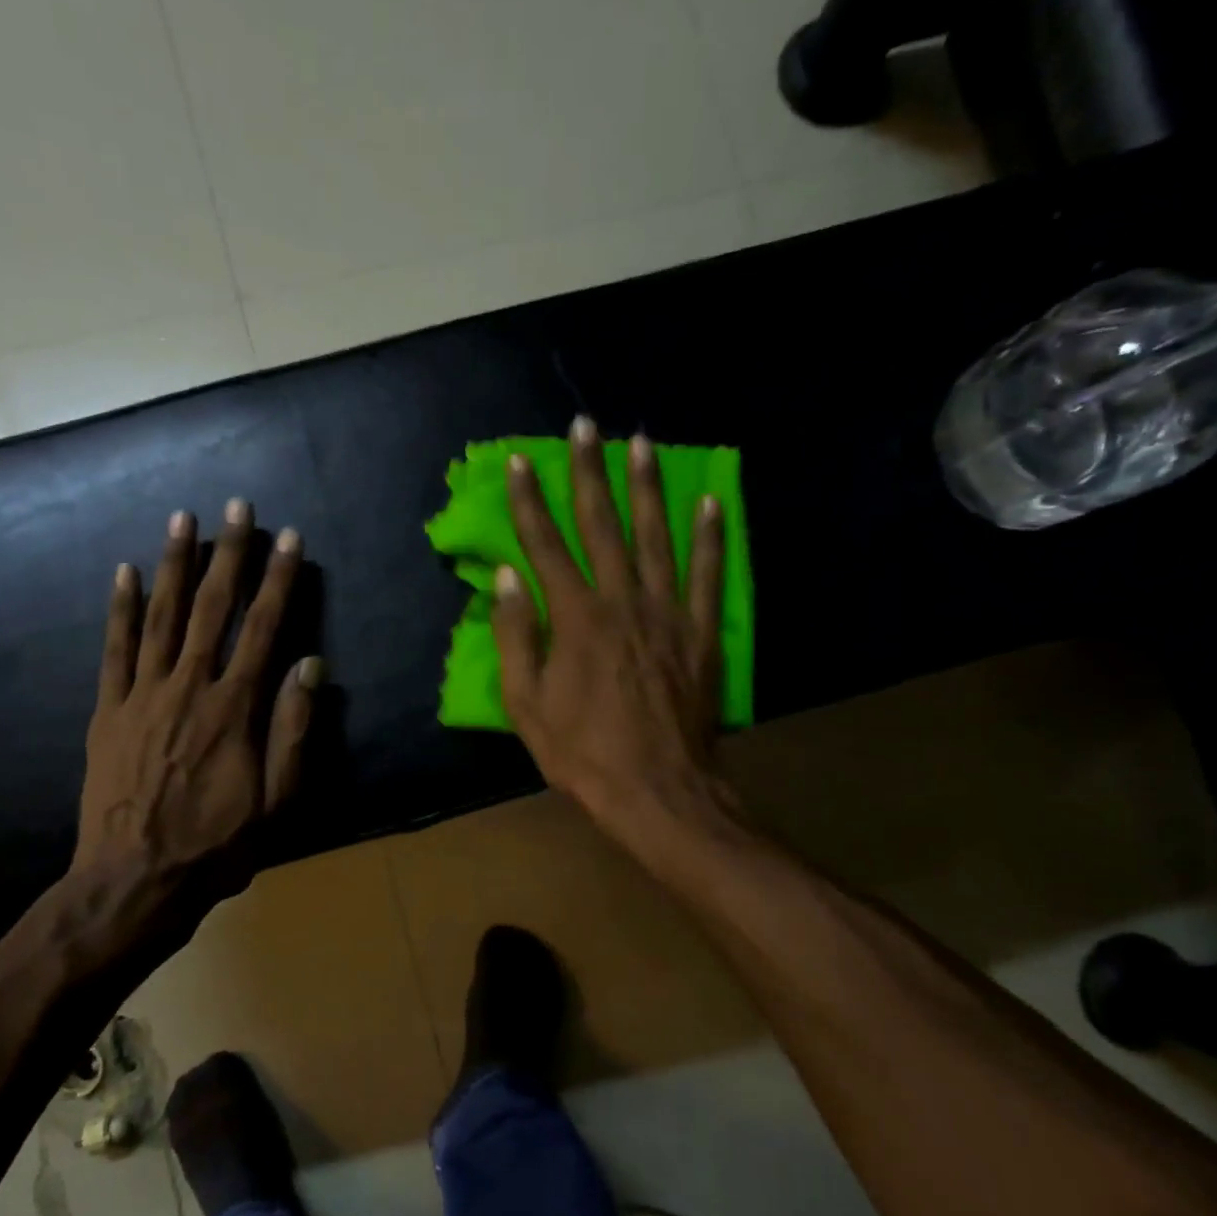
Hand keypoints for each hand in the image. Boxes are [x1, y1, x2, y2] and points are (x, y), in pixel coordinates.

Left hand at [73, 500, 320, 890]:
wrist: (134, 881)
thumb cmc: (217, 845)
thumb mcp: (278, 801)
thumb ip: (294, 729)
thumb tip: (312, 666)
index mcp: (234, 709)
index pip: (264, 629)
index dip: (279, 581)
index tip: (290, 539)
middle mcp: (189, 687)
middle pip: (212, 608)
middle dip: (229, 553)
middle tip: (238, 506)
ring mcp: (142, 695)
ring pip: (160, 616)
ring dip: (173, 564)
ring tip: (183, 518)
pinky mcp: (108, 711)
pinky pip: (113, 649)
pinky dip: (119, 608)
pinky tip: (123, 572)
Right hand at [493, 418, 737, 851]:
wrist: (658, 789)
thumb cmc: (582, 753)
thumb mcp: (527, 705)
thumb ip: (515, 637)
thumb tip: (506, 578)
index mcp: (575, 618)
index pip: (545, 546)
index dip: (530, 502)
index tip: (522, 462)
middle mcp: (622, 601)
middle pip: (602, 525)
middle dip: (589, 472)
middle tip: (585, 426)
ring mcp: (668, 613)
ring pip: (656, 536)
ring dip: (647, 487)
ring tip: (641, 443)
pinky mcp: (701, 632)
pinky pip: (708, 574)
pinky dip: (710, 536)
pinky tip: (710, 501)